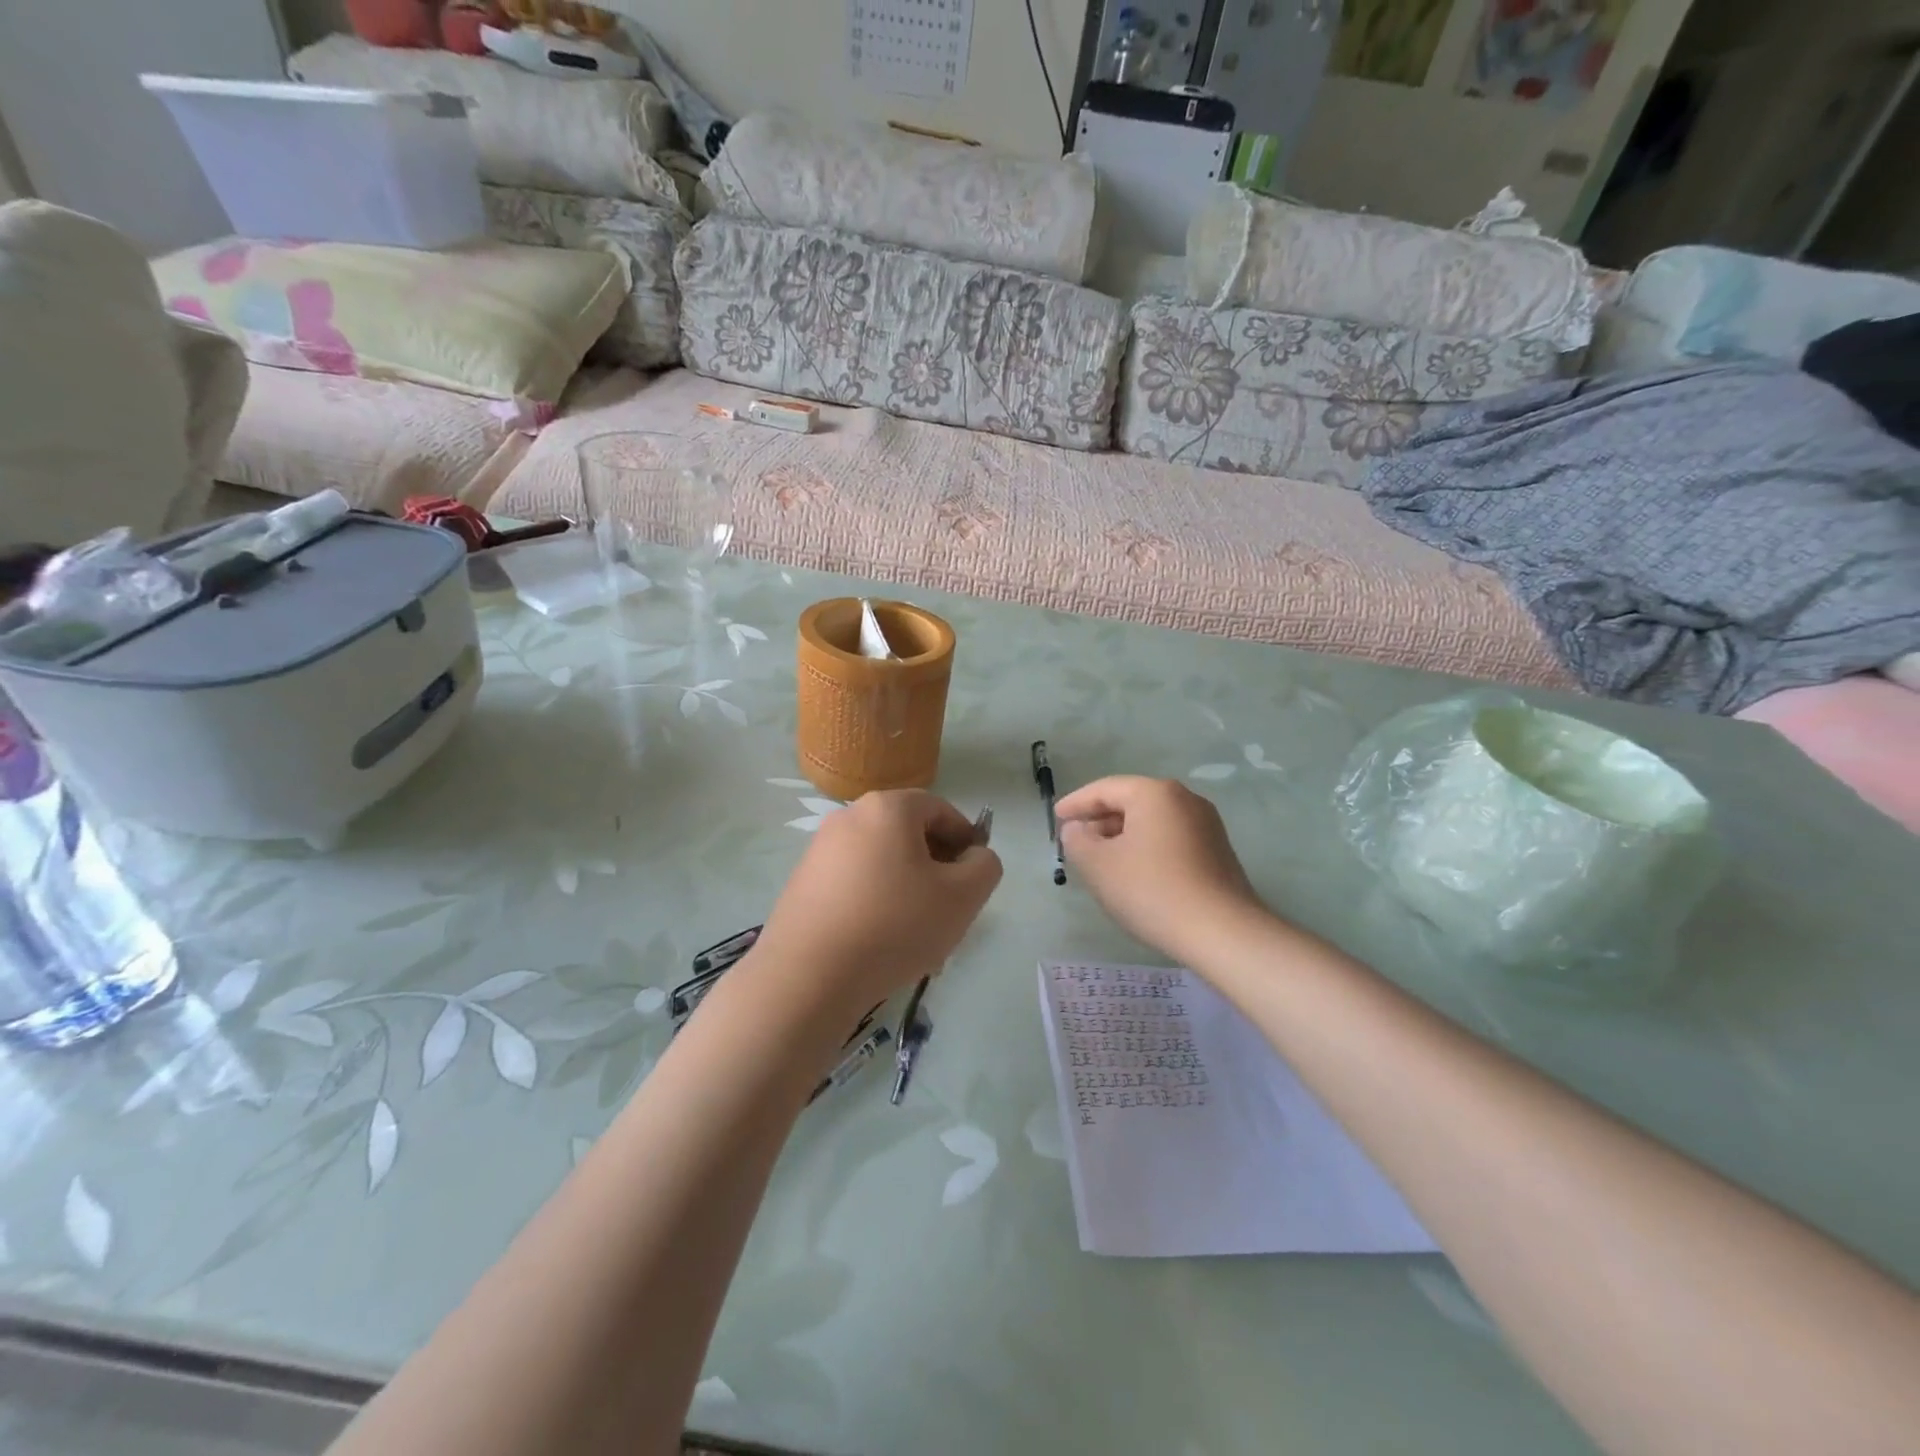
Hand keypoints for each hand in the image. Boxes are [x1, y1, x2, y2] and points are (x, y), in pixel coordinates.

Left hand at [753, 789, 1002, 1014]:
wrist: (809, 976)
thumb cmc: (895, 925)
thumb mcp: (962, 897)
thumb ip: (985, 867)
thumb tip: (975, 858)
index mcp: (888, 807)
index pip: (941, 810)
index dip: (966, 841)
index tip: (973, 880)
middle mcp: (849, 816)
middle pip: (909, 834)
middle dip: (935, 868)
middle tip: (948, 910)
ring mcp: (820, 849)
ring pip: (882, 861)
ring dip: (907, 888)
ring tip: (916, 934)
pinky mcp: (803, 882)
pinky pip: (854, 882)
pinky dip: (875, 901)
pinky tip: (880, 942)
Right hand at [1058, 776, 1265, 964]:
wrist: (1222, 932)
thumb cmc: (1151, 890)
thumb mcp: (1098, 866)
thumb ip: (1077, 841)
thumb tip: (1077, 829)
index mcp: (1155, 793)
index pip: (1105, 788)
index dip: (1076, 803)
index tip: (1056, 818)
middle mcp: (1184, 799)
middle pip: (1131, 801)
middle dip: (1099, 820)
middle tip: (1075, 840)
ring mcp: (1206, 824)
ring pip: (1151, 821)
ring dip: (1122, 836)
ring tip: (1100, 859)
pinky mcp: (1217, 850)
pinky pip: (1170, 838)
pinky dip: (1145, 847)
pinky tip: (1134, 872)